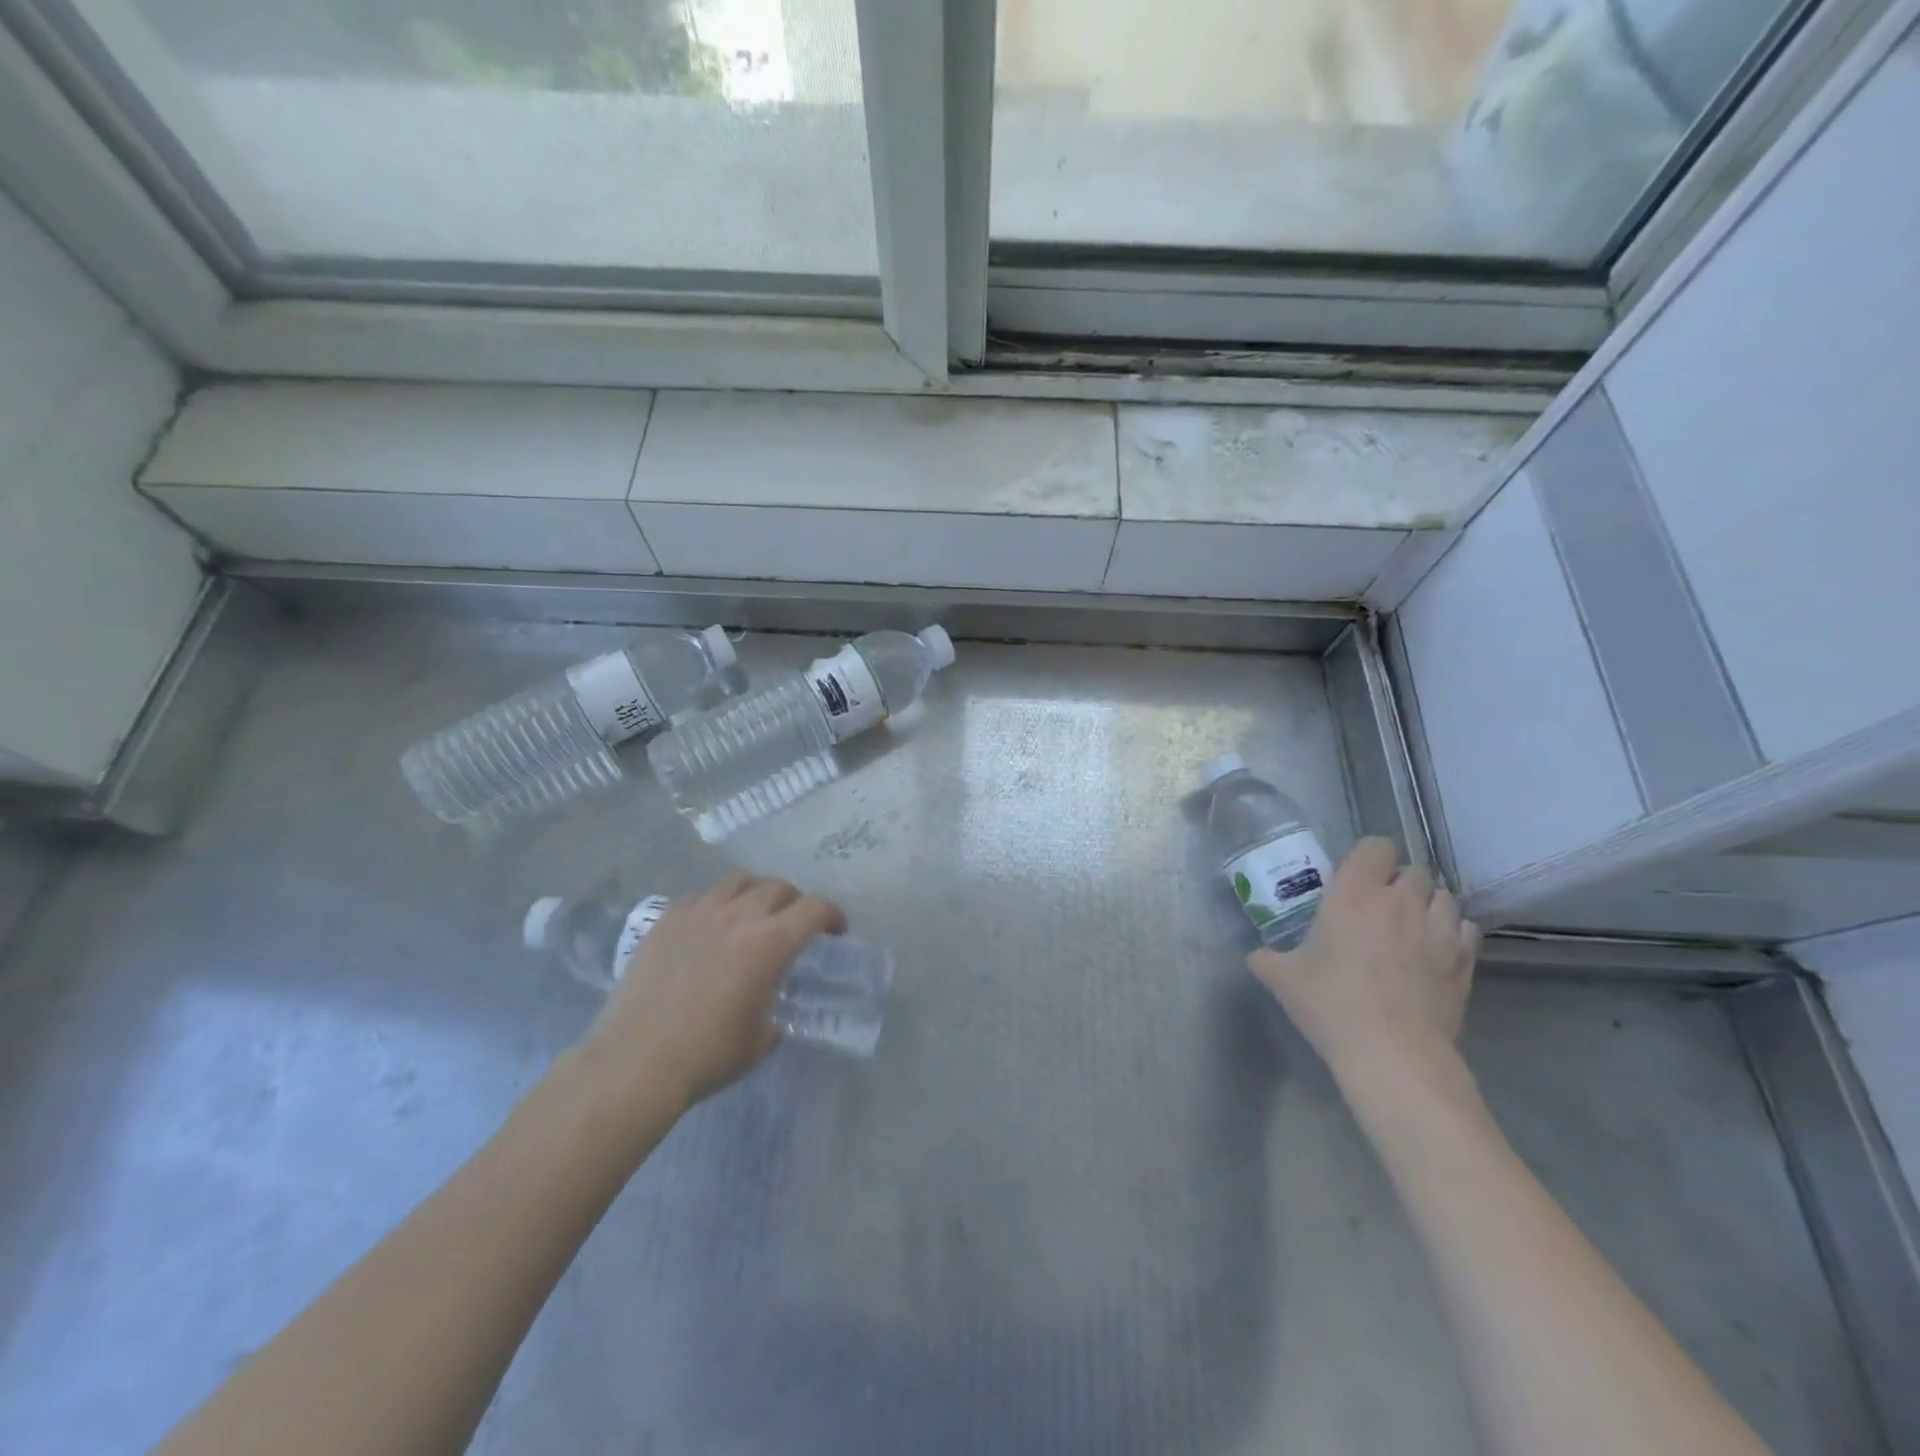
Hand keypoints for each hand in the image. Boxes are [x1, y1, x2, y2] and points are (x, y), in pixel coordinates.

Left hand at [577, 873, 845, 1114]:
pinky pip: (699, 897)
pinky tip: (708, 927)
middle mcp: (738, 916)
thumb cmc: (706, 1055)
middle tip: (794, 922)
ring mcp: (698, 912)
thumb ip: (773, 1015)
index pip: (814, 909)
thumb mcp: (759, 1041)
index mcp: (769, 943)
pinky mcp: (665, 920)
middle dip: (795, 901)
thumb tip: (767, 1012)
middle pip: (778, 887)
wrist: (635, 1062)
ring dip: (755, 893)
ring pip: (738, 881)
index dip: (832, 914)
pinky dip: (714, 905)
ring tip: (753, 914)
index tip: (836, 930)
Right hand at [1247, 838, 1479, 1081]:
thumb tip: (1257, 955)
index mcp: (1353, 894)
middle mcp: (1400, 901)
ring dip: (1429, 904)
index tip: (1355, 877)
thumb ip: (1267, 958)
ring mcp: (1438, 930)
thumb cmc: (1330, 1004)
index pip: (1375, 847)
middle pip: (1414, 870)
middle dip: (1399, 882)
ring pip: (1445, 896)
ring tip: (1412, 925)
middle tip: (1380, 906)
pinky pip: (1466, 929)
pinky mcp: (1464, 961)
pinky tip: (1437, 951)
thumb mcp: (1282, 979)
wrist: (1391, 1052)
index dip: (1368, 856)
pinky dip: (1454, 932)